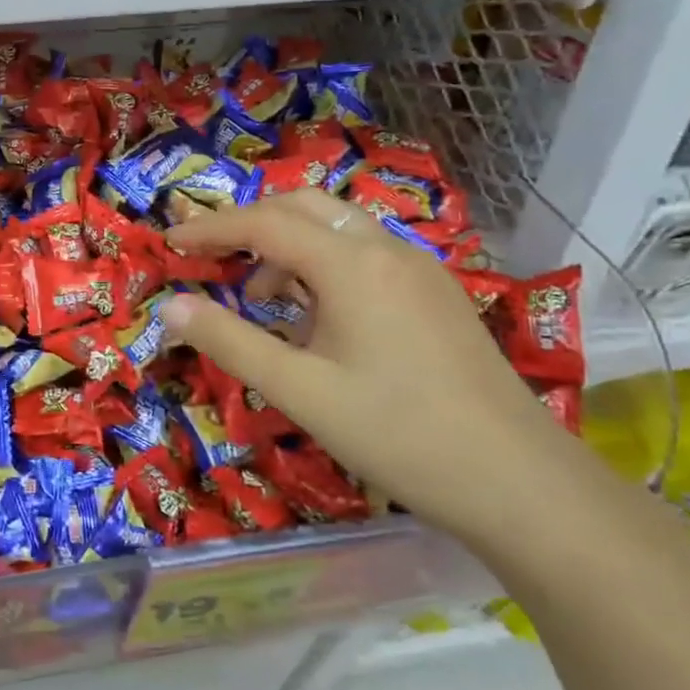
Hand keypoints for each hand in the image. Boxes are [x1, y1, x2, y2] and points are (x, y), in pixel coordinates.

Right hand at [160, 190, 592, 552]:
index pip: (263, 222)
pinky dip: (321, 265)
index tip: (169, 242)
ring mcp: (418, 269)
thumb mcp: (299, 391)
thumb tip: (170, 306)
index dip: (210, 228)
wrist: (520, 482)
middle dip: (249, 223)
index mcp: (351, 265)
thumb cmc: (398, 434)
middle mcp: (386, 250)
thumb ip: (229, 342)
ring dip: (287, 245)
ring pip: (336, 228)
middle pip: (302, 206)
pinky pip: (363, 255)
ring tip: (258, 298)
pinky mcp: (434, 294)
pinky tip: (314, 318)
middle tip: (210, 257)